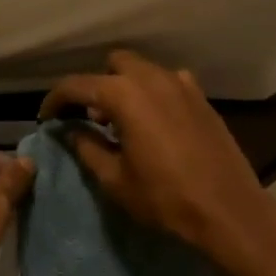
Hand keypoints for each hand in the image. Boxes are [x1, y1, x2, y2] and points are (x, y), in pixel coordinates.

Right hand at [39, 50, 268, 253]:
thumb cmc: (165, 198)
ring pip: (142, 70)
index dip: (55, 100)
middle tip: (89, 117)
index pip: (77, 85)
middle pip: (113, 65)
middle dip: (96, 85)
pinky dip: (152, 93)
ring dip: (125, 87)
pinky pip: (167, 82)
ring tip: (120, 121)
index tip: (46, 118)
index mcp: (124, 94)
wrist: (229, 210)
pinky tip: (154, 122)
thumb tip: (70, 130)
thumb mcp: (115, 179)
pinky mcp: (200, 97)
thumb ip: (87, 147)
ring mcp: (181, 83)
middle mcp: (152, 77)